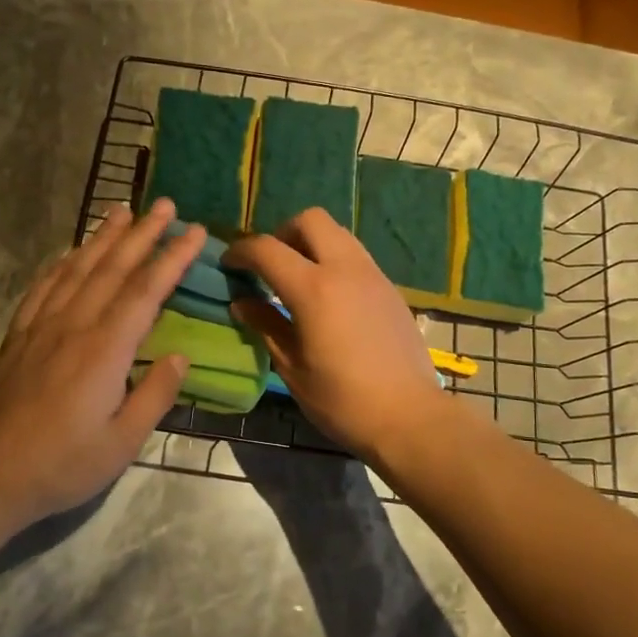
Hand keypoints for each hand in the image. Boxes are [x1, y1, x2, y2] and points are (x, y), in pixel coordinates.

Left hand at [0, 198, 203, 527]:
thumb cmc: (61, 465)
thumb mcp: (122, 443)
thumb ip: (154, 395)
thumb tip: (180, 355)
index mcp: (105, 350)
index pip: (146, 291)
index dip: (173, 258)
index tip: (196, 231)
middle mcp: (74, 325)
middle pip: (113, 268)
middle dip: (143, 233)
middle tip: (165, 204)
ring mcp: (41, 327)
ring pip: (77, 268)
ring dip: (103, 237)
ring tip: (122, 210)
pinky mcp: (18, 337)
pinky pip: (43, 287)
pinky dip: (61, 263)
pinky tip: (69, 252)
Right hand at [223, 208, 446, 460]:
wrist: (410, 416)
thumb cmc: (343, 401)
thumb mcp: (293, 368)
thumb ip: (266, 326)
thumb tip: (242, 302)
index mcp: (314, 289)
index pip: (267, 249)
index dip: (240, 251)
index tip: (228, 265)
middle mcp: (345, 269)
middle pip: (310, 220)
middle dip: (281, 233)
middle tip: (269, 266)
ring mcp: (373, 275)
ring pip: (338, 233)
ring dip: (311, 243)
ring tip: (298, 278)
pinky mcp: (390, 288)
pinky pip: (356, 256)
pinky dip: (334, 261)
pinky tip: (329, 297)